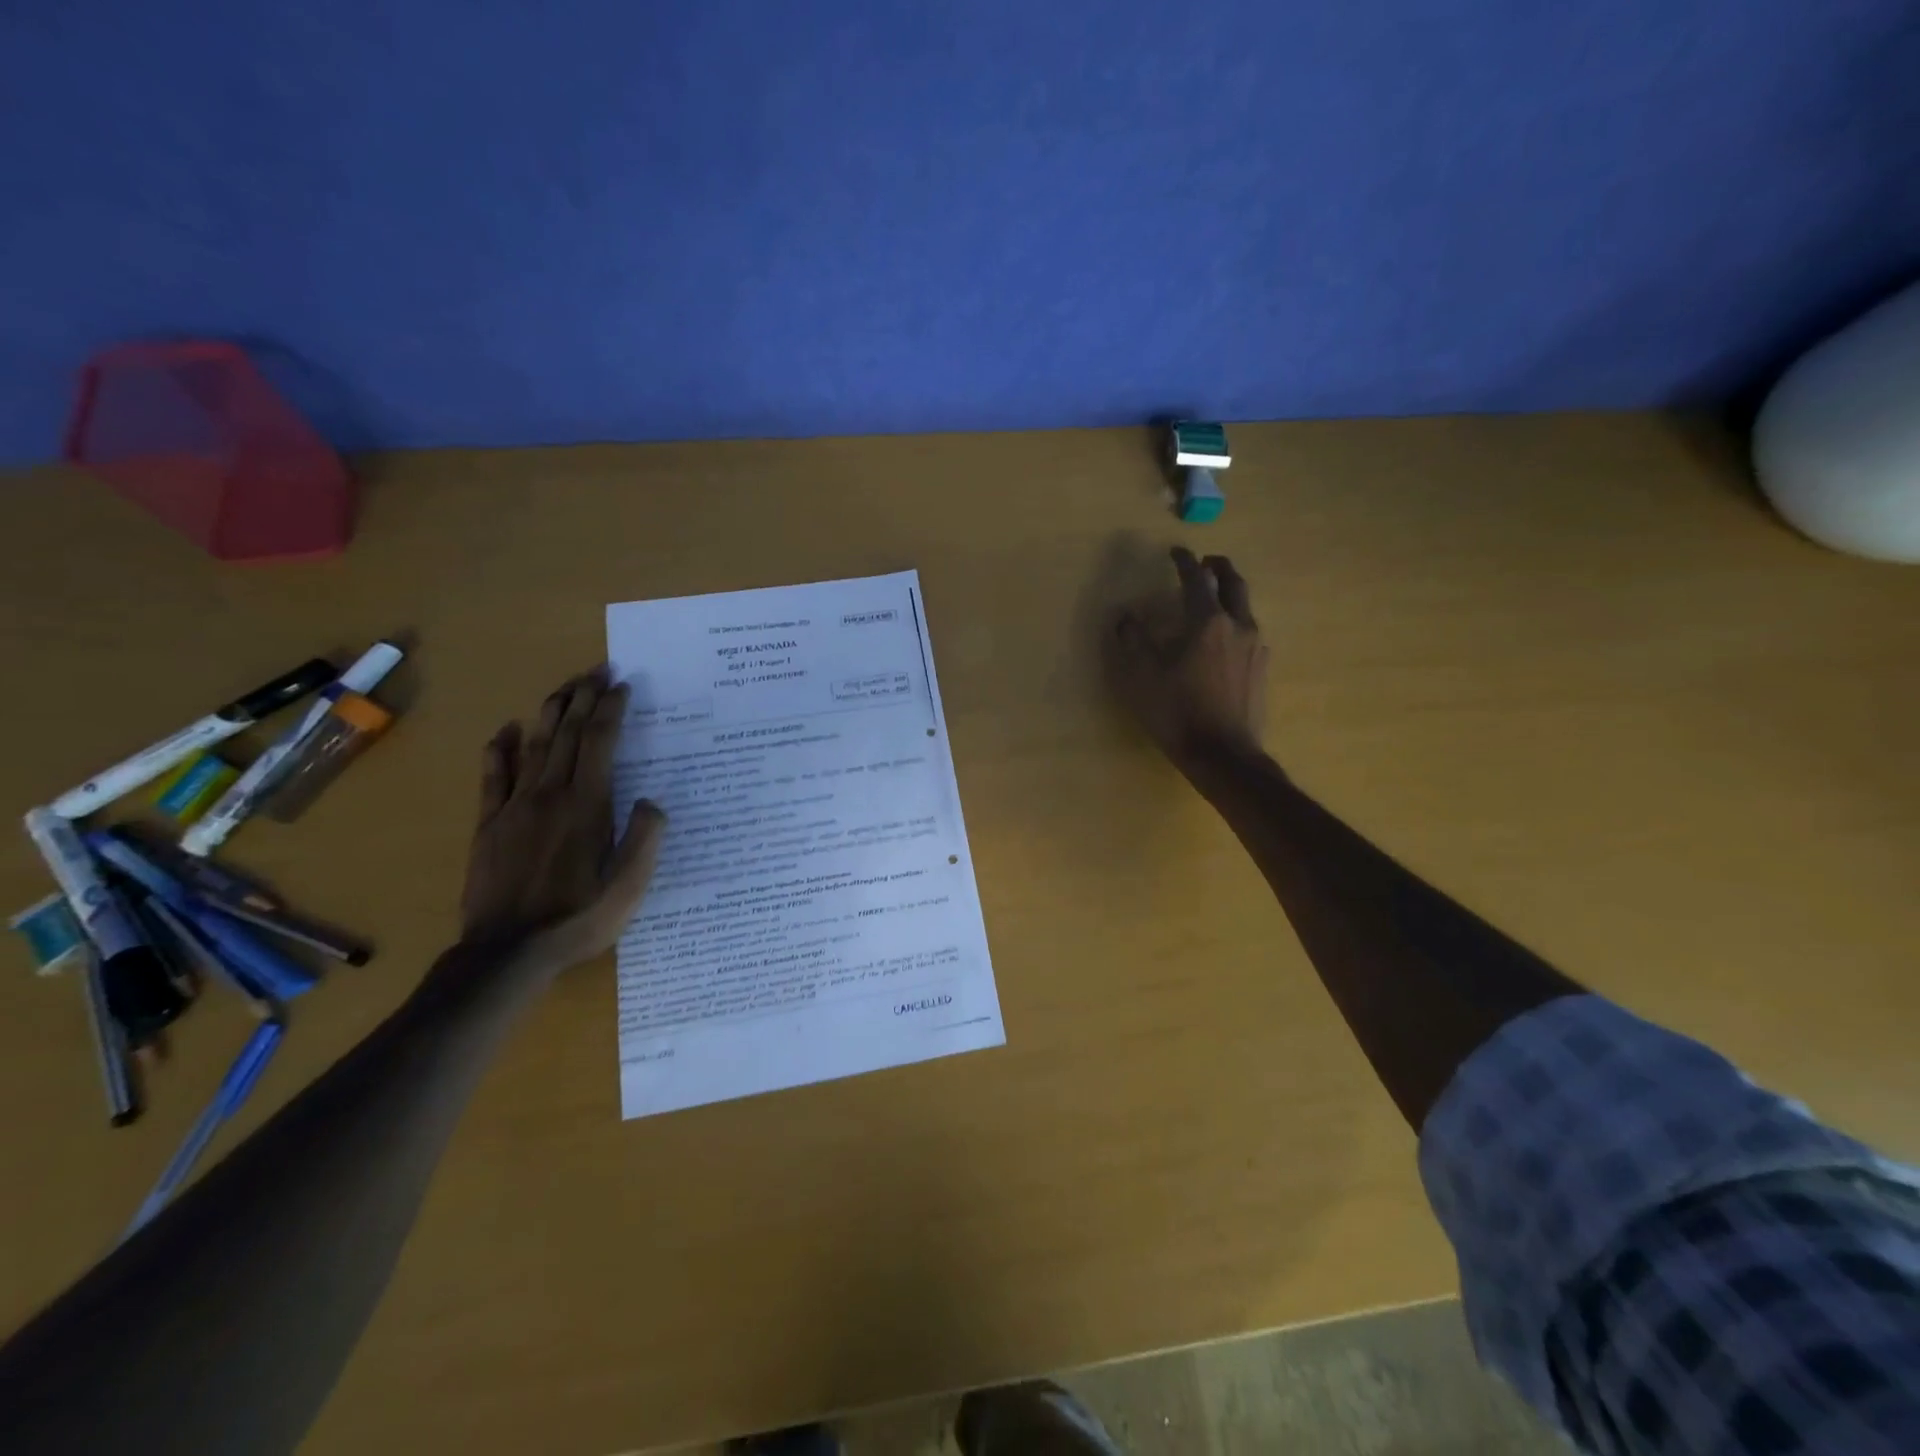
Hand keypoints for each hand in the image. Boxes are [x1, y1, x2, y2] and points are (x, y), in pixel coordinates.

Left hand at [457, 667, 665, 975]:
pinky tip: (506, 729)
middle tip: (596, 670)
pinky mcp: (489, 824)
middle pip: (565, 733)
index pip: (598, 743)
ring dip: (550, 712)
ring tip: (565, 687)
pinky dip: (499, 748)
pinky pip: (493, 776)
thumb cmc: (577, 919)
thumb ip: (644, 841)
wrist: (506, 953)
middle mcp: (549, 795)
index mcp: (587, 807)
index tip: (621, 685)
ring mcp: (513, 807)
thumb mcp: (628, 888)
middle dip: (582, 697)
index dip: (610, 710)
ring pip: (533, 746)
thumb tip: (651, 801)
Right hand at [1107, 547, 1268, 766]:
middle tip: (1206, 563)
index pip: (1196, 579)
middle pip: (1234, 583)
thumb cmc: (1178, 712)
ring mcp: (1255, 647)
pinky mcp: (1261, 668)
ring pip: (1245, 607)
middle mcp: (1238, 625)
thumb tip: (1126, 617)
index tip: (1176, 551)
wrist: (1223, 754)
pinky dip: (1235, 620)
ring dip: (1230, 593)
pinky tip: (1224, 638)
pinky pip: (1249, 631)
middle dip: (1219, 567)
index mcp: (1207, 622)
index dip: (1184, 562)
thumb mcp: (1143, 676)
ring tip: (1214, 598)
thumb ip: (1134, 641)